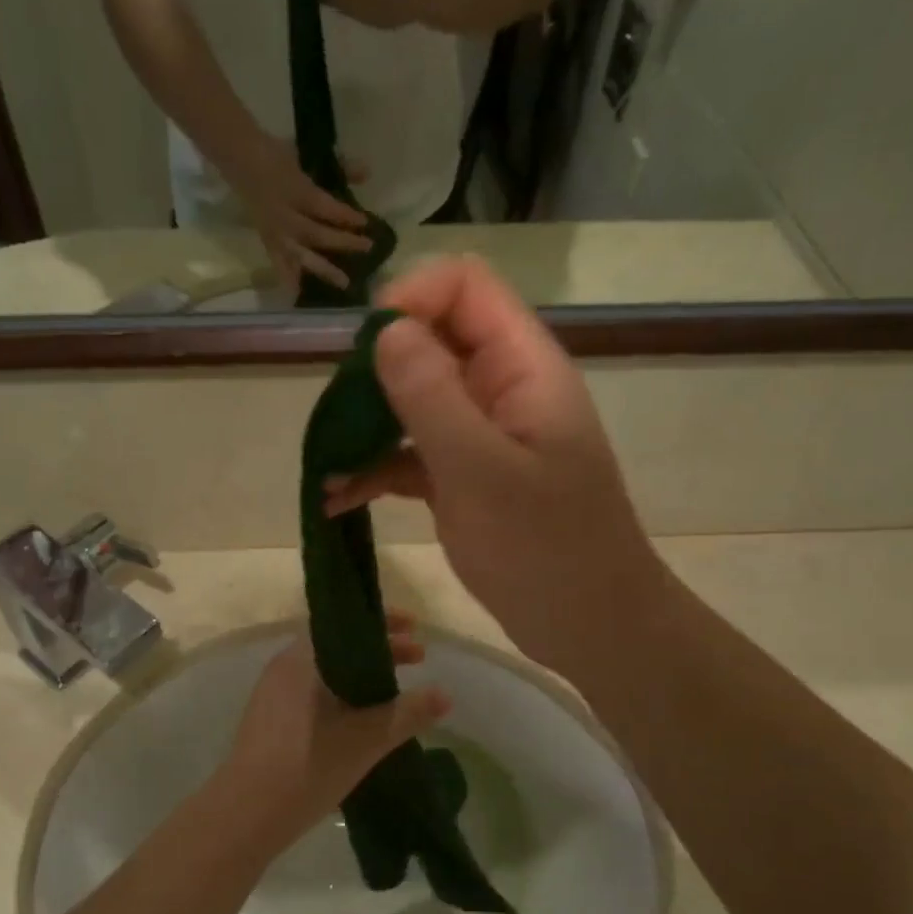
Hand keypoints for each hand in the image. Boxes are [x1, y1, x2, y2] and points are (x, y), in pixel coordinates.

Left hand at [216, 614, 449, 849]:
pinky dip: (344, 696)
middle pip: (338, 647)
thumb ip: (407, 713)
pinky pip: (315, 694)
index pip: (346, 625)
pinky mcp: (270, 723)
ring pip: (327, 673)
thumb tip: (445, 694)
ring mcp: (273, 697)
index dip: (385, 625)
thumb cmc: (307, 764)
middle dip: (380, 651)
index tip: (416, 630)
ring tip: (396, 690)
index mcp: (300, 659)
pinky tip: (364, 720)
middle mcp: (283, 669)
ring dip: (362, 676)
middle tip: (418, 659)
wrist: (246, 815)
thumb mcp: (366, 739)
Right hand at [222, 133, 372, 297]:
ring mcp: (275, 231)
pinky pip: (280, 264)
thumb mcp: (305, 154)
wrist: (238, 158)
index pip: (323, 206)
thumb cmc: (274, 154)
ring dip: (324, 269)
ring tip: (343, 284)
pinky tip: (299, 295)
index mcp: (294, 190)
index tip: (365, 222)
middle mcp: (285, 216)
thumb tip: (367, 173)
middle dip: (342, 242)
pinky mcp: (268, 241)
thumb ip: (337, 165)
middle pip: (315, 234)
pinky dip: (289, 279)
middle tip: (366, 248)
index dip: (344, 215)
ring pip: (302, 254)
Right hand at [324, 256, 664, 679]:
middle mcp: (502, 390)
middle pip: (431, 340)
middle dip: (376, 371)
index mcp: (523, 369)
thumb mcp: (482, 473)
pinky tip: (338, 499)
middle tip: (337, 419)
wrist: (587, 626)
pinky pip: (411, 455)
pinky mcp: (463, 479)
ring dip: (366, 425)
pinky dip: (375, 470)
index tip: (366, 354)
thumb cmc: (546, 550)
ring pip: (414, 400)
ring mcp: (482, 437)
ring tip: (325, 466)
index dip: (410, 301)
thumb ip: (433, 397)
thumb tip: (385, 330)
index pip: (464, 287)